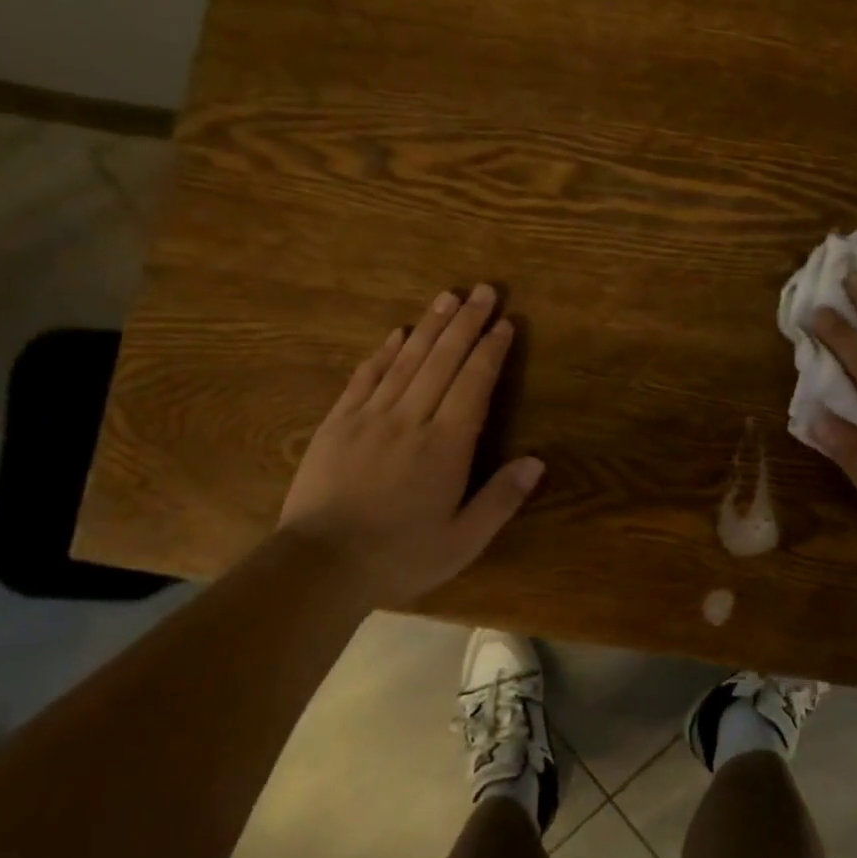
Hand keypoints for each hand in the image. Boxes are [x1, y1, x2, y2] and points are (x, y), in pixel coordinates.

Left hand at [278, 284, 543, 605]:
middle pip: (443, 361)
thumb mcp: (462, 541)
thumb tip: (537, 462)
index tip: (505, 323)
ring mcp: (370, 417)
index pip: (474, 385)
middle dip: (466, 324)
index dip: (491, 352)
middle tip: (484, 291)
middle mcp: (410, 420)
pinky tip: (397, 333)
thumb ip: (500, 500)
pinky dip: (384, 352)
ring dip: (430, 326)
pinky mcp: (338, 423)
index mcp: (445, 447)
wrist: (320, 566)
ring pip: (406, 360)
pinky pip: (365, 377)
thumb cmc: (399, 557)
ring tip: (448, 297)